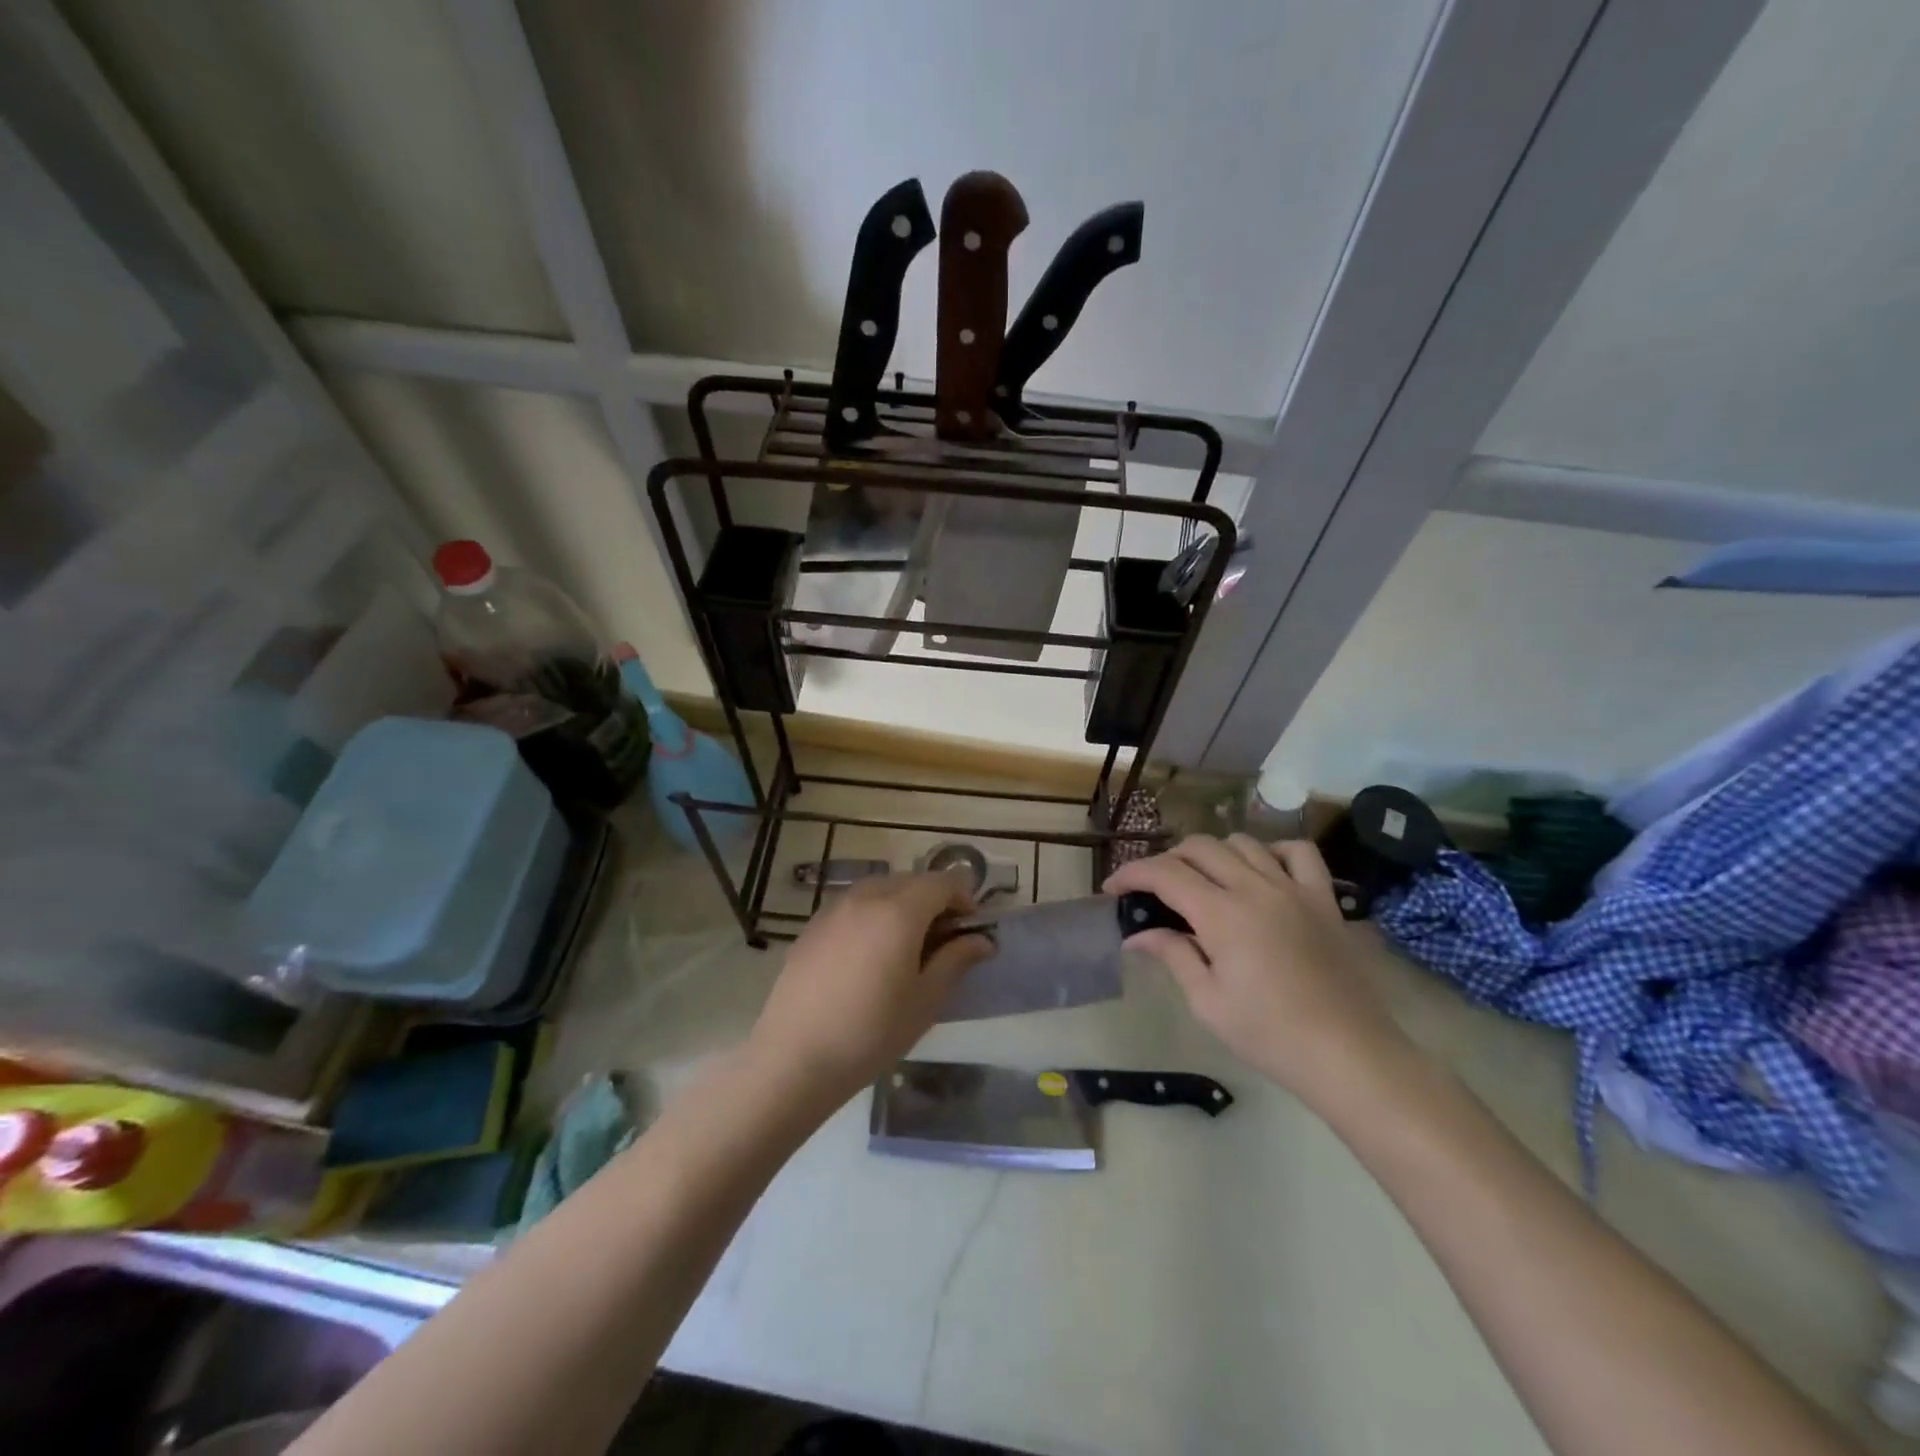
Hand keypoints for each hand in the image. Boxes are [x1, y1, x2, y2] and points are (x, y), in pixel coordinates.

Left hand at [747, 872, 990, 1107]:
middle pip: (911, 880)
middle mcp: (866, 896)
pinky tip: (868, 955)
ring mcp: (834, 908)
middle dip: (933, 900)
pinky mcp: (812, 926)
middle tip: (942, 940)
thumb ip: (956, 960)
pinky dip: (872, 914)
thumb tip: (982, 940)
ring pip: (880, 889)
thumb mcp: (926, 1000)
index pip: (943, 882)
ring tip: (905, 946)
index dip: (964, 898)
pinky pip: (853, 905)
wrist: (795, 1057)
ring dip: (902, 904)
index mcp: (900, 910)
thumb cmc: (871, 1032)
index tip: (969, 928)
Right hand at [1104, 835, 1409, 1109]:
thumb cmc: (1268, 1035)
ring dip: (1213, 854)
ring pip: (1243, 843)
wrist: (1347, 1054)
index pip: (1165, 873)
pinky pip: (1298, 853)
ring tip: (1203, 881)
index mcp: (1221, 914)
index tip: (1113, 888)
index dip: (1132, 874)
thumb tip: (1137, 934)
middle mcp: (1255, 888)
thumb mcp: (1207, 1002)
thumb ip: (1172, 955)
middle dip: (1167, 860)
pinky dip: (1272, 851)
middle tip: (1154, 890)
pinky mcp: (1324, 899)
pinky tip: (1261, 872)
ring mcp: (1293, 888)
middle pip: (1199, 848)